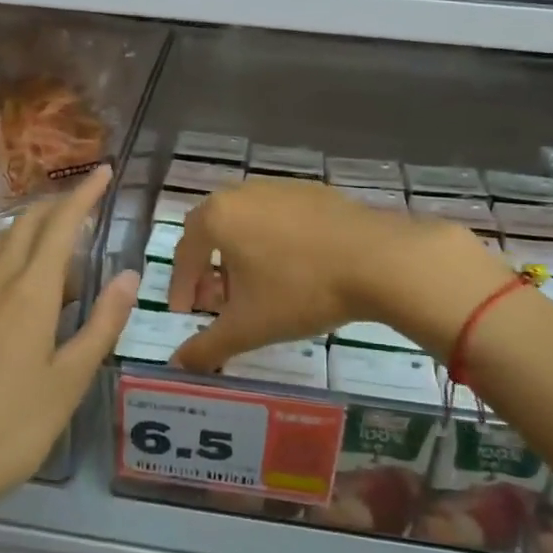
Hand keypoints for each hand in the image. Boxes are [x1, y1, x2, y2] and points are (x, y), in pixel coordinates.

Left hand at [0, 165, 138, 513]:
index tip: (103, 172)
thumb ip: (102, 323)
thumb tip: (128, 275)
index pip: (61, 224)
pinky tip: (10, 293)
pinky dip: (3, 262)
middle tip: (82, 206)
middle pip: (26, 224)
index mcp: (29, 291)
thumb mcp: (69, 381)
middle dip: (56, 206)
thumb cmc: (9, 428)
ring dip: (29, 233)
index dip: (84, 194)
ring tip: (54, 251)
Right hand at [167, 179, 496, 370]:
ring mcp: (279, 187)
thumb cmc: (300, 290)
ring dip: (240, 254)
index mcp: (217, 216)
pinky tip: (293, 269)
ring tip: (256, 289)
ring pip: (245, 222)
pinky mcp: (312, 191)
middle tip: (217, 301)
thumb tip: (177, 365)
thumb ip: (207, 347)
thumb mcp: (248, 327)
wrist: (376, 259)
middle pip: (212, 231)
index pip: (185, 252)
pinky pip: (277, 217)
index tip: (186, 314)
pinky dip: (272, 241)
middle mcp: (242, 192)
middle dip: (208, 268)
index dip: (181, 287)